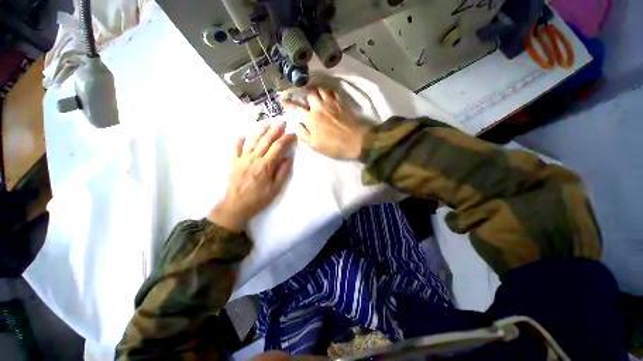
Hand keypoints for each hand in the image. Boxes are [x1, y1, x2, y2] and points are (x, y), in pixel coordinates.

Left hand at [208, 122, 295, 231]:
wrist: (235, 206)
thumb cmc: (258, 199)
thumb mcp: (275, 189)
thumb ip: (282, 172)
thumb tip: (288, 158)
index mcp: (266, 165)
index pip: (278, 147)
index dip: (286, 139)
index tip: (292, 134)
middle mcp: (254, 158)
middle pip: (266, 140)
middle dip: (275, 130)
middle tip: (282, 122)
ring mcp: (242, 159)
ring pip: (253, 141)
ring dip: (261, 131)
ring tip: (267, 124)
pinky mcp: (233, 162)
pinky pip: (236, 148)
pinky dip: (239, 140)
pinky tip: (243, 135)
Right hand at [283, 88, 371, 158]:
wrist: (354, 141)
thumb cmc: (333, 145)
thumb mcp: (314, 144)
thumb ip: (303, 133)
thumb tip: (296, 124)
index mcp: (311, 118)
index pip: (296, 109)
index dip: (288, 104)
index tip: (283, 101)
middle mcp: (319, 107)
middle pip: (309, 94)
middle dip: (305, 96)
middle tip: (306, 100)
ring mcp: (331, 103)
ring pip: (321, 90)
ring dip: (317, 92)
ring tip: (317, 97)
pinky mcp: (341, 103)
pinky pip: (333, 92)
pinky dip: (328, 92)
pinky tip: (328, 98)